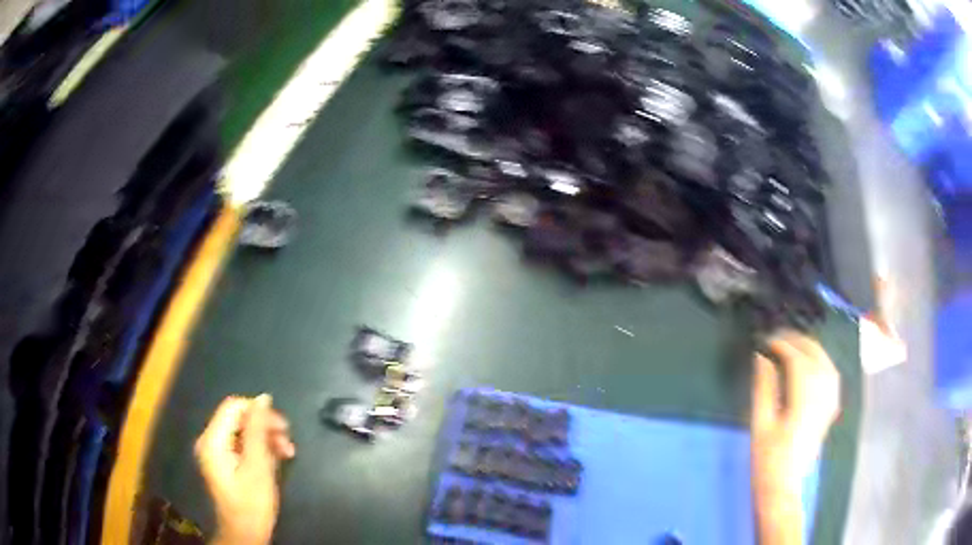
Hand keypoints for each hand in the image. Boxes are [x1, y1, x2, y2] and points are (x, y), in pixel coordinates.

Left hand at [195, 395, 295, 544]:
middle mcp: (210, 441)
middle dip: (265, 427)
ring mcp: (216, 452)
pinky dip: (260, 448)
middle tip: (288, 442)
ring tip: (288, 452)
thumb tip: (263, 398)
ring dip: (266, 438)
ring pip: (243, 431)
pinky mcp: (224, 461)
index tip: (283, 427)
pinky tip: (277, 458)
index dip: (258, 411)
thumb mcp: (258, 466)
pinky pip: (242, 444)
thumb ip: (258, 430)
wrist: (245, 533)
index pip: (233, 407)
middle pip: (239, 418)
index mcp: (213, 440)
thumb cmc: (252, 503)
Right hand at [751, 332, 839, 544]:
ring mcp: (829, 403)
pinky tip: (813, 363)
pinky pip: (832, 377)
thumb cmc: (767, 458)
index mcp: (804, 400)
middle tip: (778, 337)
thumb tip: (762, 357)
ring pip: (827, 363)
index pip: (797, 360)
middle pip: (816, 356)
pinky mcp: (829, 410)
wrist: (783, 485)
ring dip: (811, 349)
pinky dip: (823, 363)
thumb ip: (764, 387)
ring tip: (794, 344)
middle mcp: (821, 396)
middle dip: (798, 341)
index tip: (766, 341)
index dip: (782, 345)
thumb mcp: (761, 423)